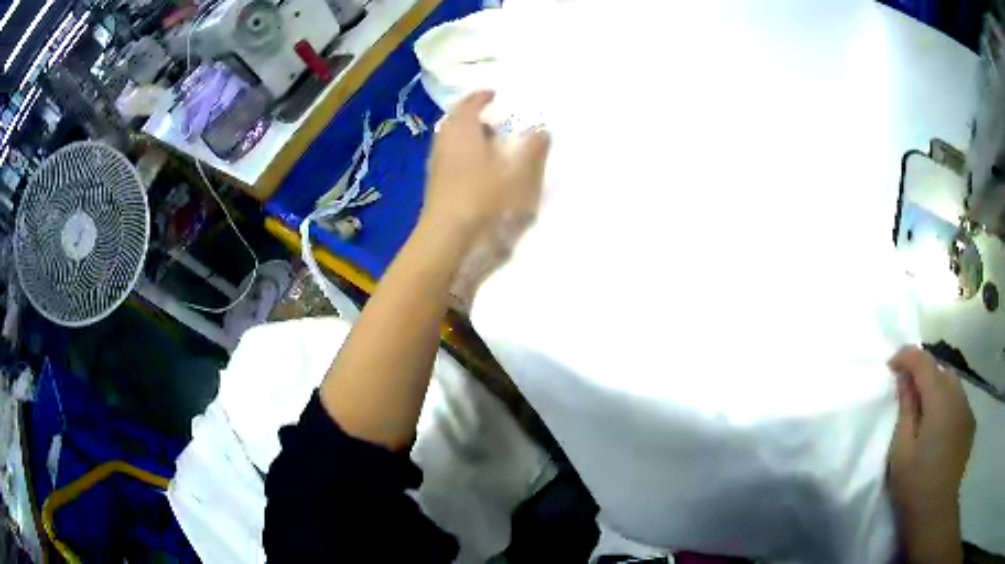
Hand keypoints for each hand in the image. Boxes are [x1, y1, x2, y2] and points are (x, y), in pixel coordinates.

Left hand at [420, 90, 550, 309]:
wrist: (449, 243)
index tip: (499, 95)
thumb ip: (534, 147)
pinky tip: (485, 172)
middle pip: (461, 120)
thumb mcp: (521, 172)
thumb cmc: (486, 200)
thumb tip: (541, 130)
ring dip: (474, 139)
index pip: (471, 101)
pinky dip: (469, 158)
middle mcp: (445, 141)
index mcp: (463, 128)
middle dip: (480, 118)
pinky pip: (455, 161)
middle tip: (503, 121)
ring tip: (498, 146)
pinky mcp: (436, 187)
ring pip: (456, 142)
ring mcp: (437, 166)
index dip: (485, 96)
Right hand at [888, 347, 974, 563]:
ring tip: (925, 413)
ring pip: (952, 385)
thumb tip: (905, 379)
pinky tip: (940, 428)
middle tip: (907, 395)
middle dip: (924, 375)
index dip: (906, 356)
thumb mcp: (901, 449)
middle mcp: (957, 395)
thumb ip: (905, 409)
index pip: (923, 361)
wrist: (935, 512)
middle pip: (940, 370)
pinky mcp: (970, 424)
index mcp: (939, 399)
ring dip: (937, 390)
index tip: (891, 365)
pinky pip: (959, 402)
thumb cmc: (914, 484)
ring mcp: (967, 410)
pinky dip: (948, 405)